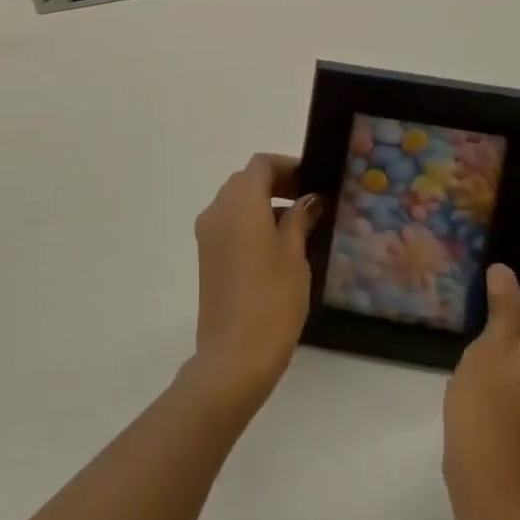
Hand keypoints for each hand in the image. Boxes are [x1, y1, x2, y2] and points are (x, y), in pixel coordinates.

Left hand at [187, 154, 319, 410]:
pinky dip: (250, 222)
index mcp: (240, 201)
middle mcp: (217, 208)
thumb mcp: (294, 255)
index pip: (261, 164)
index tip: (313, 180)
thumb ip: (299, 219)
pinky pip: (228, 223)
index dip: (287, 166)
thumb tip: (308, 200)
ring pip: (236, 202)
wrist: (234, 355)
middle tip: (309, 201)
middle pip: (246, 180)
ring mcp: (207, 232)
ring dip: (263, 203)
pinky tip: (276, 245)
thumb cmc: (272, 299)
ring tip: (298, 225)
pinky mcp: (206, 255)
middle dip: (277, 183)